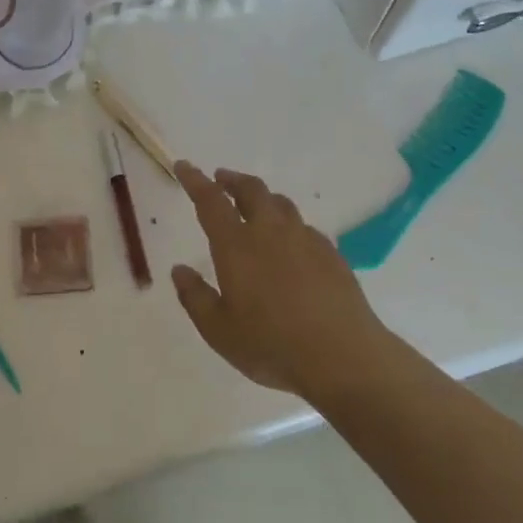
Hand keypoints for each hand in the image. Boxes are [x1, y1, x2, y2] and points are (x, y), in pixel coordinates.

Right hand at [171, 162, 391, 402]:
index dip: (195, 180)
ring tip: (254, 206)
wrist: (343, 357)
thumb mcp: (218, 330)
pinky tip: (290, 243)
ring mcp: (306, 240)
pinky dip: (288, 224)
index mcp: (237, 246)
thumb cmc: (271, 345)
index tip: (184, 166)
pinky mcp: (332, 254)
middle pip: (252, 190)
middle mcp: (271, 232)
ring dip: (262, 198)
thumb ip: (195, 296)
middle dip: (233, 180)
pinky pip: (304, 227)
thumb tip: (179, 269)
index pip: (211, 201)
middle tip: (221, 179)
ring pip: (281, 204)